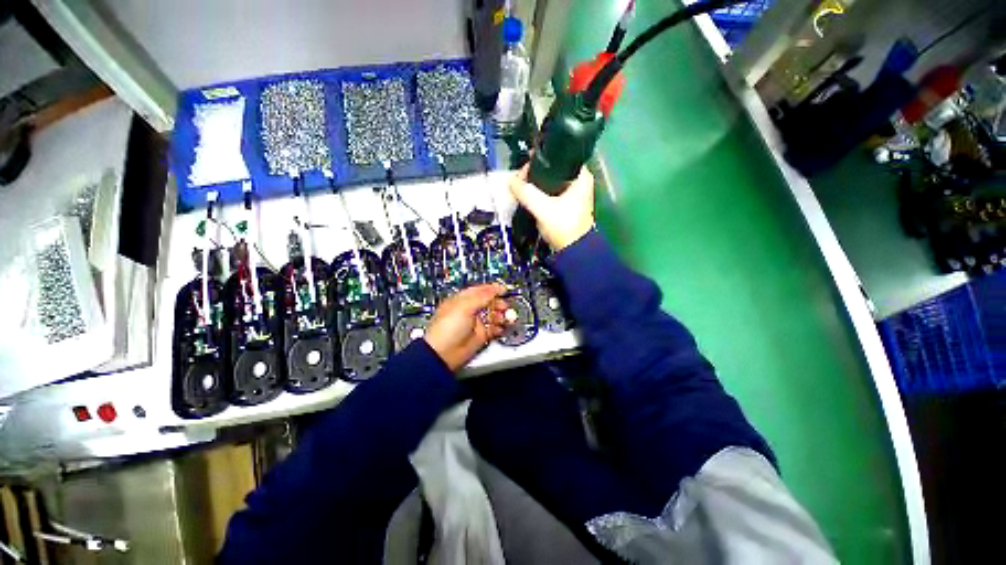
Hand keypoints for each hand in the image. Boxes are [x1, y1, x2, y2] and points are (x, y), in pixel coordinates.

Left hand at [424, 284, 508, 371]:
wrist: (443, 353)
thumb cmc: (446, 328)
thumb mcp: (464, 307)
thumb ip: (481, 297)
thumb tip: (495, 288)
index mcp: (462, 300)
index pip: (479, 291)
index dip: (492, 289)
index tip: (503, 290)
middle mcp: (469, 311)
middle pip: (488, 303)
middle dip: (498, 303)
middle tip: (505, 305)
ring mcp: (475, 323)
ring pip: (492, 316)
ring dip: (501, 315)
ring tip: (506, 317)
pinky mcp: (480, 336)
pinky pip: (493, 329)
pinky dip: (499, 327)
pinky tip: (501, 327)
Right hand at [508, 165, 594, 250]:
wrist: (573, 251)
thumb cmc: (564, 227)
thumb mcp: (543, 209)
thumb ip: (526, 193)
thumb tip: (511, 180)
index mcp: (581, 176)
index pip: (556, 158)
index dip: (538, 161)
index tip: (522, 170)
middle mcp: (579, 181)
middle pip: (551, 170)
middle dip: (533, 175)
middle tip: (518, 181)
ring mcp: (572, 194)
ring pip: (549, 182)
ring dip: (535, 185)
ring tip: (521, 188)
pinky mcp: (565, 205)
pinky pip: (548, 193)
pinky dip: (539, 194)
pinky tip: (528, 197)